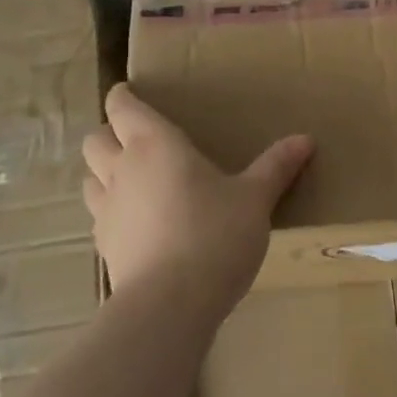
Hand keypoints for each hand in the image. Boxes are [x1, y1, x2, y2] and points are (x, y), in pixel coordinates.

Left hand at [81, 83, 313, 314]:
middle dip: (110, 134)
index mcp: (155, 145)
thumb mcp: (255, 199)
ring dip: (104, 173)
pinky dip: (112, 212)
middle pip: (96, 139)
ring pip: (89, 178)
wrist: (170, 304)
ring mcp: (106, 210)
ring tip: (133, 181)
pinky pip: (99, 216)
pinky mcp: (104, 247)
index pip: (122, 108)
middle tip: (136, 140)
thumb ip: (276, 167)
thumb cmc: (215, 234)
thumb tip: (307, 139)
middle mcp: (122, 169)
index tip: (128, 92)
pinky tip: (138, 225)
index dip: (122, 97)